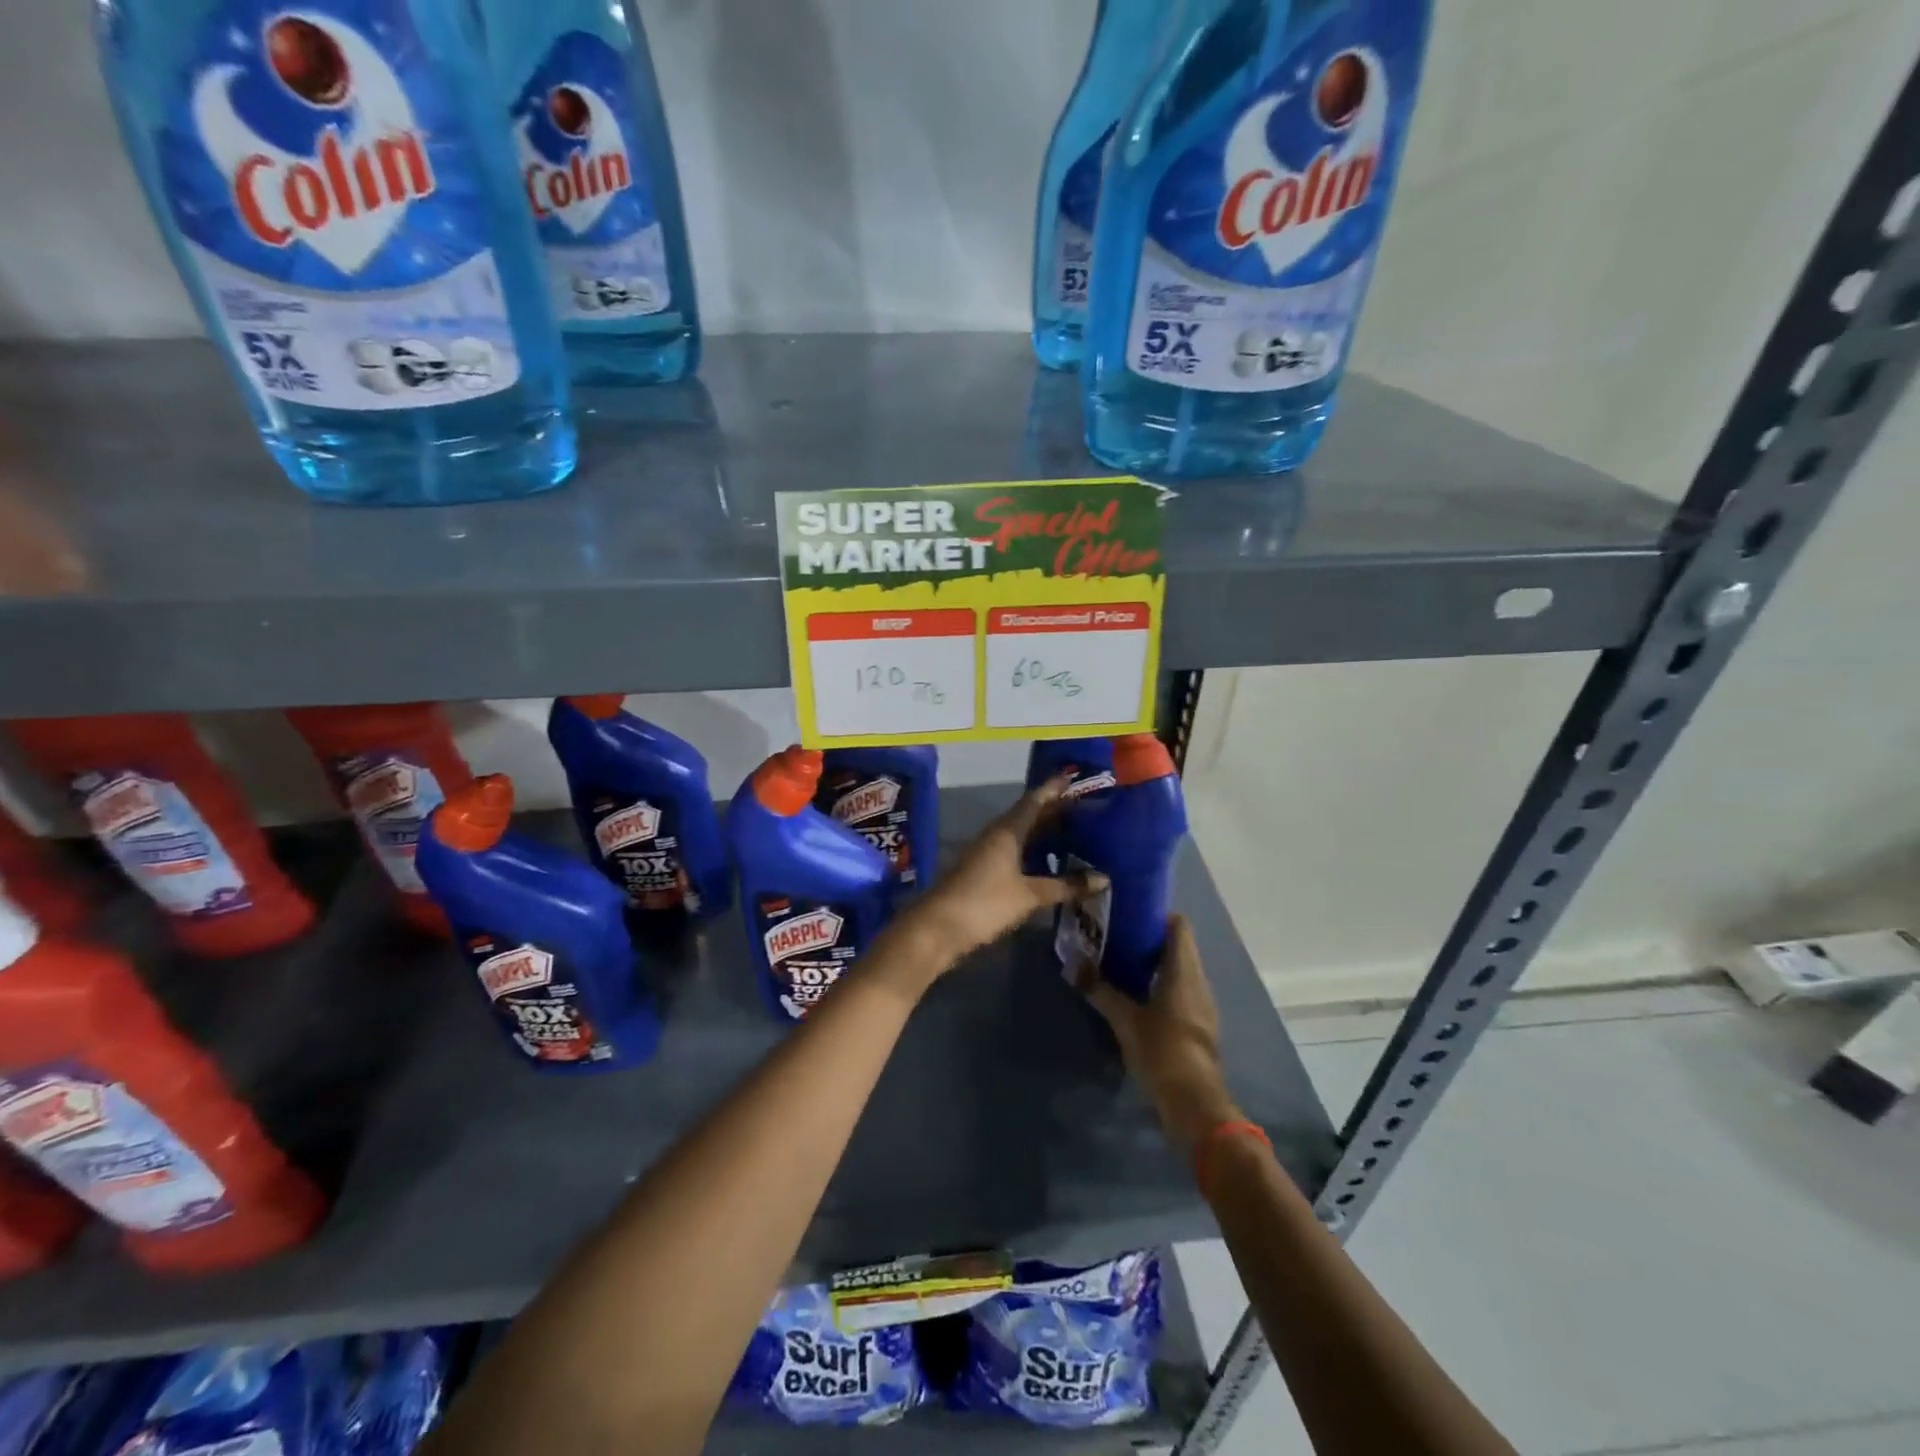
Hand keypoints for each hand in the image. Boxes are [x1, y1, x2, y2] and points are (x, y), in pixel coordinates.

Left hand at [912, 774, 1107, 960]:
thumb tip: (1103, 878)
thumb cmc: (984, 903)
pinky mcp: (984, 873)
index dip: (1053, 789)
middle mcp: (996, 836)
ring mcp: (988, 854)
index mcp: (1006, 831)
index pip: (1034, 801)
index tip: (1073, 778)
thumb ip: (1065, 886)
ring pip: (1021, 835)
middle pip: (1028, 816)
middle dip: (1054, 810)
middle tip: (1084, 807)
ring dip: (1044, 832)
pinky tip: (1050, 863)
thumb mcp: (1029, 895)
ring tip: (1074, 833)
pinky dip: (1034, 853)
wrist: (937, 929)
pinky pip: (1015, 853)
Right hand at [1076, 915, 1240, 1155]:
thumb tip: (1072, 964)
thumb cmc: (1162, 1050)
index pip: (1179, 925)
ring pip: (1180, 970)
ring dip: (1155, 963)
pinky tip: (1137, 994)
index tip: (1129, 912)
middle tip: (1116, 935)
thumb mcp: (1124, 1019)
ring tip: (1121, 961)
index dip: (1157, 914)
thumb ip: (1099, 989)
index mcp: (1184, 970)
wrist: (1195, 1103)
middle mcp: (1198, 980)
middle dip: (1150, 938)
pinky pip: (1181, 991)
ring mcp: (1202, 1004)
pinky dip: (1161, 985)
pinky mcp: (1199, 1025)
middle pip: (1179, 946)